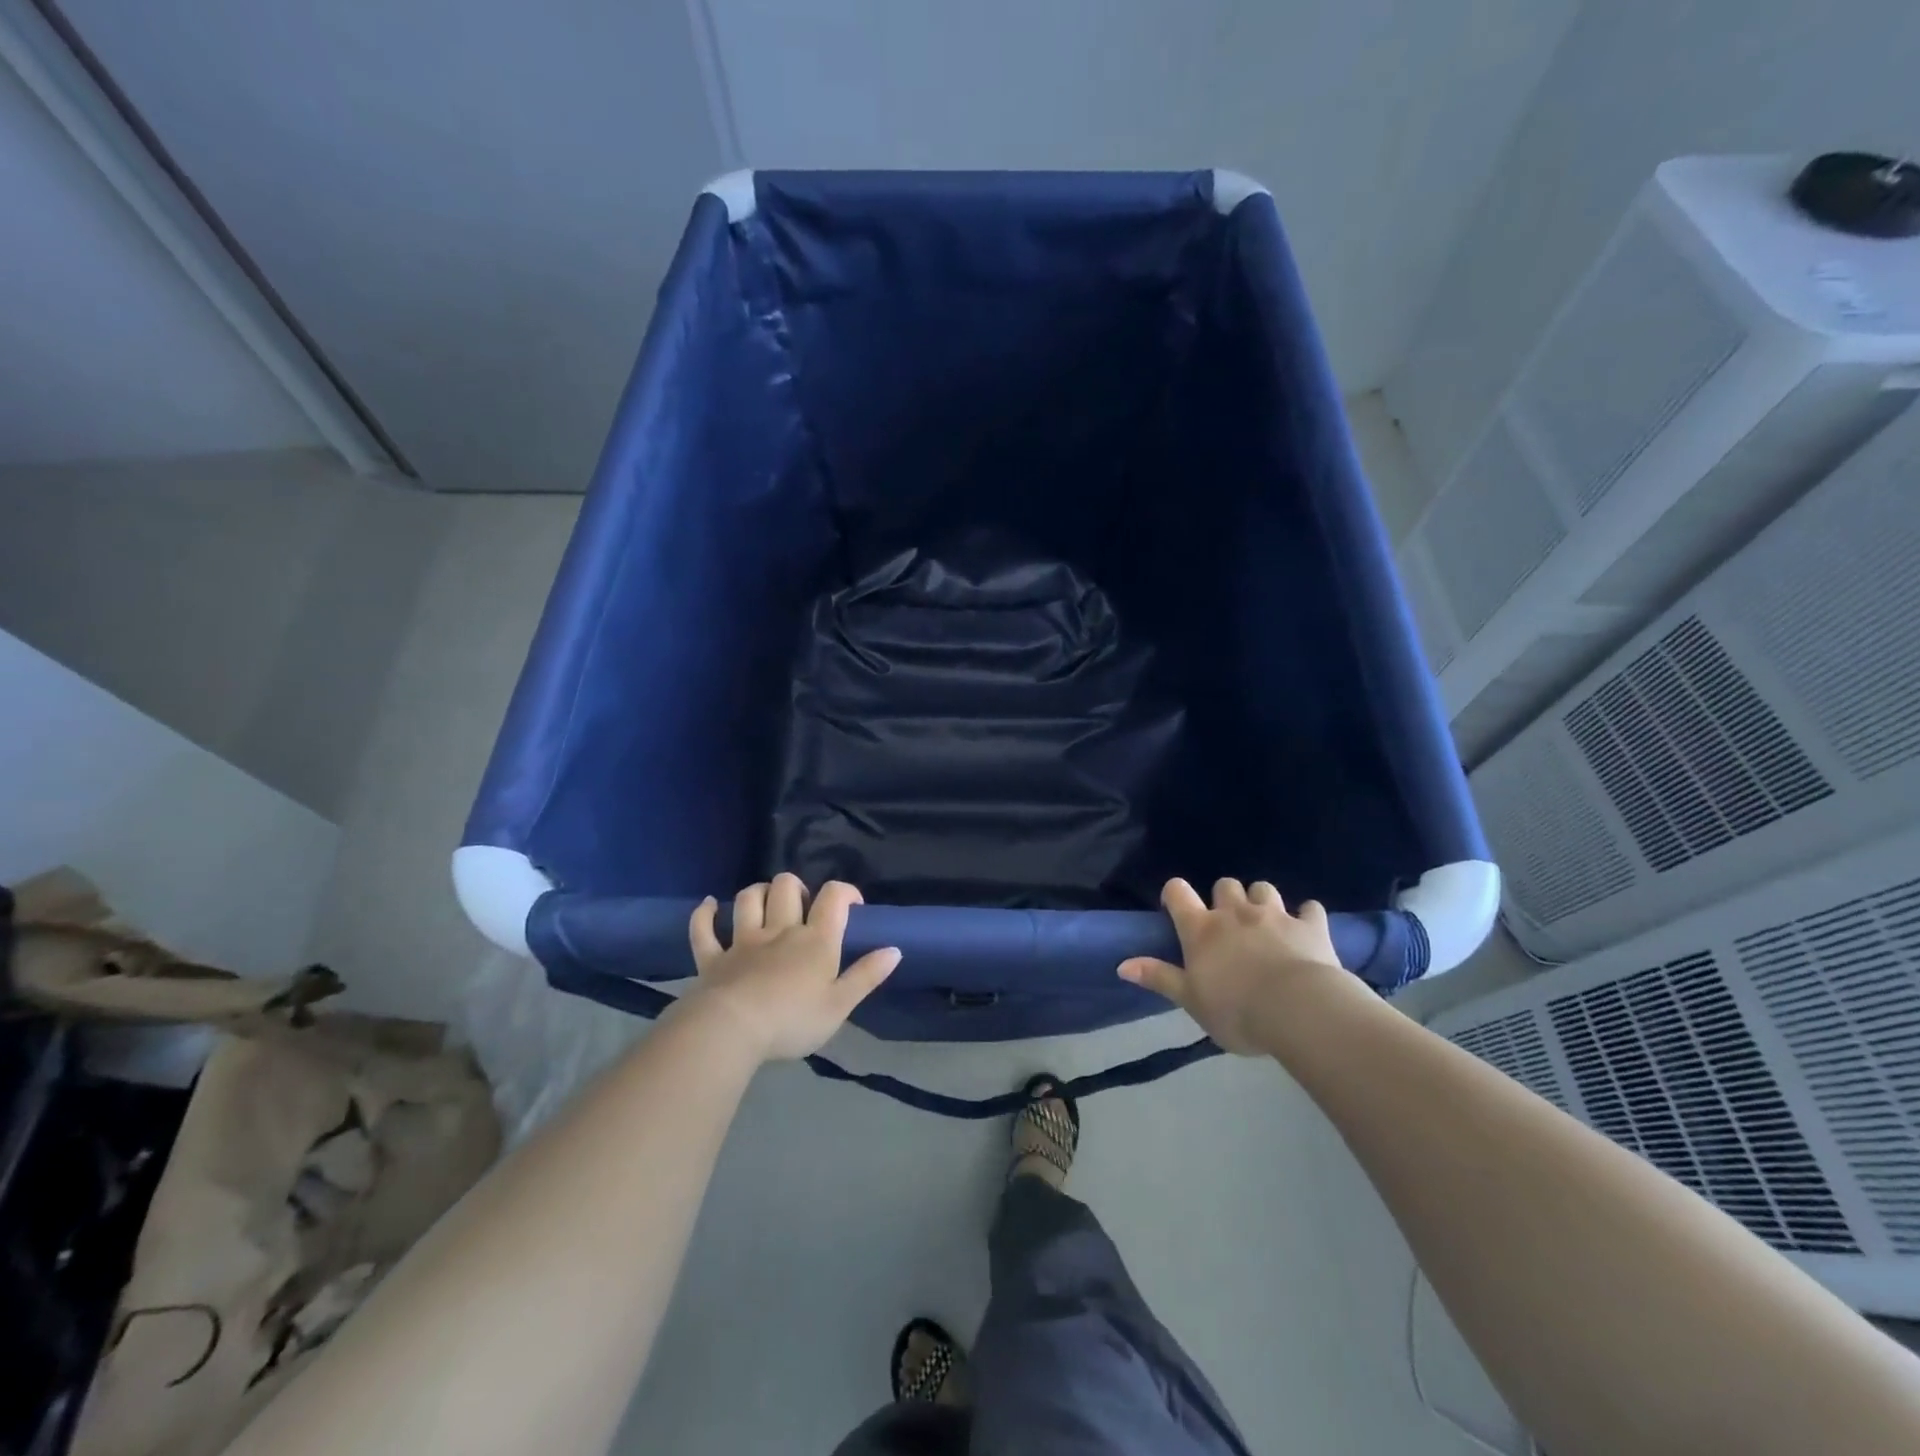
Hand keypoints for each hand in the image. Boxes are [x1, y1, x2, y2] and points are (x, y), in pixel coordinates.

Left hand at [683, 875, 900, 1062]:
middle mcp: (780, 930)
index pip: (834, 897)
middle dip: (796, 887)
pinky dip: (705, 914)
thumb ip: (866, 976)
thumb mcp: (840, 1005)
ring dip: (758, 893)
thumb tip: (895, 949)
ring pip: (748, 899)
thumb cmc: (792, 1020)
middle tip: (803, 907)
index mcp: (815, 940)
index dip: (845, 892)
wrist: (732, 1030)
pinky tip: (709, 906)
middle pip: (786, 887)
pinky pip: (704, 929)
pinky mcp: (713, 958)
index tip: (852, 906)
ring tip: (765, 902)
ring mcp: (742, 941)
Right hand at [1118, 878, 1356, 1053]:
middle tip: (1227, 923)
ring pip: (1263, 888)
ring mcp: (1274, 915)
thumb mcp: (1190, 1000)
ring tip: (1264, 922)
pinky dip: (1306, 915)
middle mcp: (1235, 913)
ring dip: (1261, 900)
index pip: (1178, 892)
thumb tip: (1121, 965)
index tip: (1176, 908)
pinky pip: (1310, 908)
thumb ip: (1159, 978)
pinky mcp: (1310, 926)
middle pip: (1225, 885)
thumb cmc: (1236, 1009)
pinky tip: (1306, 929)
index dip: (1174, 894)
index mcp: (1201, 929)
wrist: (1299, 1010)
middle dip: (1224, 897)